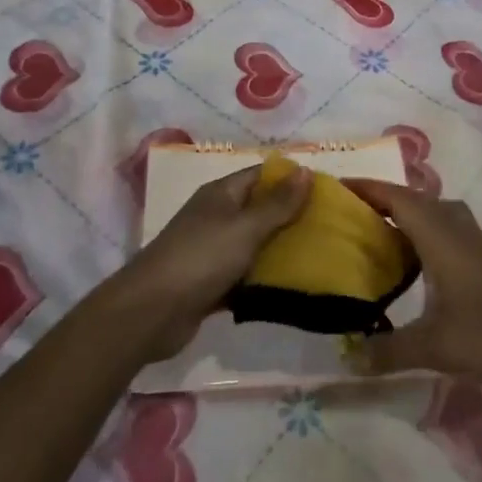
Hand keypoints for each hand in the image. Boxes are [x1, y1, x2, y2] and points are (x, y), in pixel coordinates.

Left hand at [109, 163, 311, 360]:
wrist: (152, 312)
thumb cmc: (201, 258)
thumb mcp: (245, 228)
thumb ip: (277, 204)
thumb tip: (305, 170)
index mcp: (221, 194)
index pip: (261, 176)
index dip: (291, 180)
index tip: (325, 192)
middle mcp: (217, 217)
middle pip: (260, 210)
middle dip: (291, 217)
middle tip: (329, 227)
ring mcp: (212, 251)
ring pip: (254, 245)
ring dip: (280, 250)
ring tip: (319, 256)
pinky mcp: (211, 283)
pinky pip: (245, 276)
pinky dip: (263, 279)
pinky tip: (291, 288)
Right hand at [345, 179, 481, 384]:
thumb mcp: (435, 347)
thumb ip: (390, 351)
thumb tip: (348, 357)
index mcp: (437, 234)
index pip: (394, 197)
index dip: (365, 187)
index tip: (335, 186)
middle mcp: (454, 226)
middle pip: (412, 198)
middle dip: (381, 199)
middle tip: (351, 212)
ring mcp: (475, 239)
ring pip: (434, 210)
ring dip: (407, 211)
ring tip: (382, 230)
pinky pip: (449, 226)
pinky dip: (428, 229)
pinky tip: (423, 257)